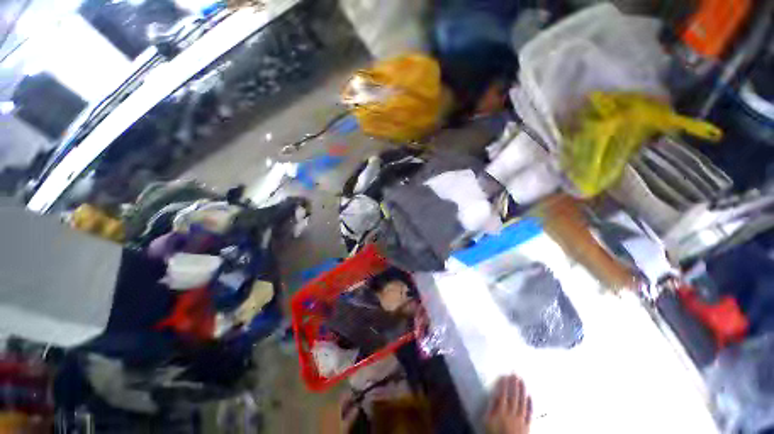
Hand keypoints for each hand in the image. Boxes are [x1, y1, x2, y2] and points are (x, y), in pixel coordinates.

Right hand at [485, 375, 531, 433]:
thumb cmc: (495, 433)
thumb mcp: (487, 421)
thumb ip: (491, 408)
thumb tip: (493, 395)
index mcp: (501, 411)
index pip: (503, 394)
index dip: (504, 385)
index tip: (505, 375)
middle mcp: (512, 413)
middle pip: (514, 396)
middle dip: (514, 385)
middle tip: (515, 374)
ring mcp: (521, 419)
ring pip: (522, 402)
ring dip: (522, 390)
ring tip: (522, 380)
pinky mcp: (527, 425)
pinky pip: (530, 413)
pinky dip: (530, 404)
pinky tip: (530, 396)